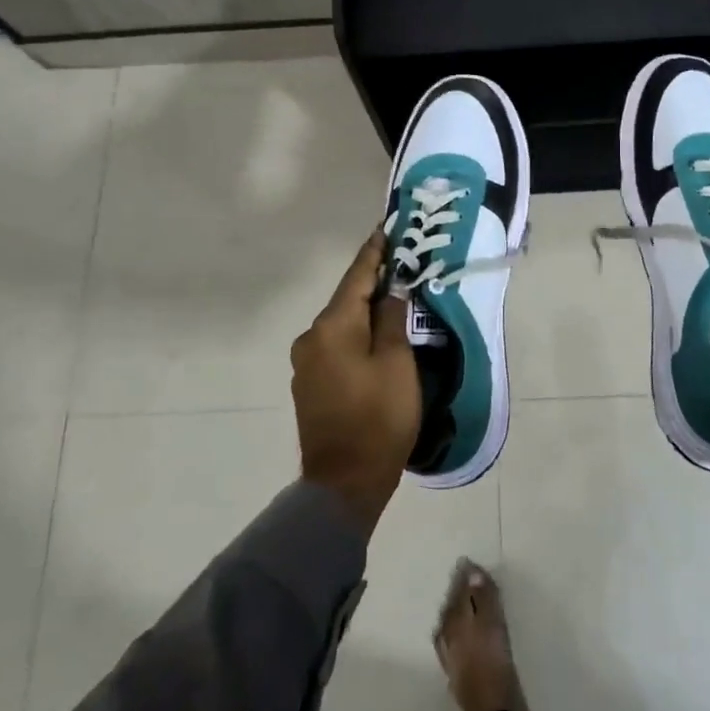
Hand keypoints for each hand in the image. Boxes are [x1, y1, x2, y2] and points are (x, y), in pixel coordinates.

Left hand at [291, 230, 420, 535]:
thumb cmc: (378, 417)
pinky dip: (356, 335)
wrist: (344, 482)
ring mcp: (307, 362)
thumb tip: (390, 291)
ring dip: (366, 311)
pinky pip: (336, 345)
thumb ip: (392, 319)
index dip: (375, 252)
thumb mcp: (396, 362)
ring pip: (342, 324)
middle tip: (402, 263)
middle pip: (347, 299)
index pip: (357, 276)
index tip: (387, 228)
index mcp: (332, 326)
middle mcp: (311, 337)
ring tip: (395, 299)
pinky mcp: (311, 383)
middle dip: (373, 281)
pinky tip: (376, 337)